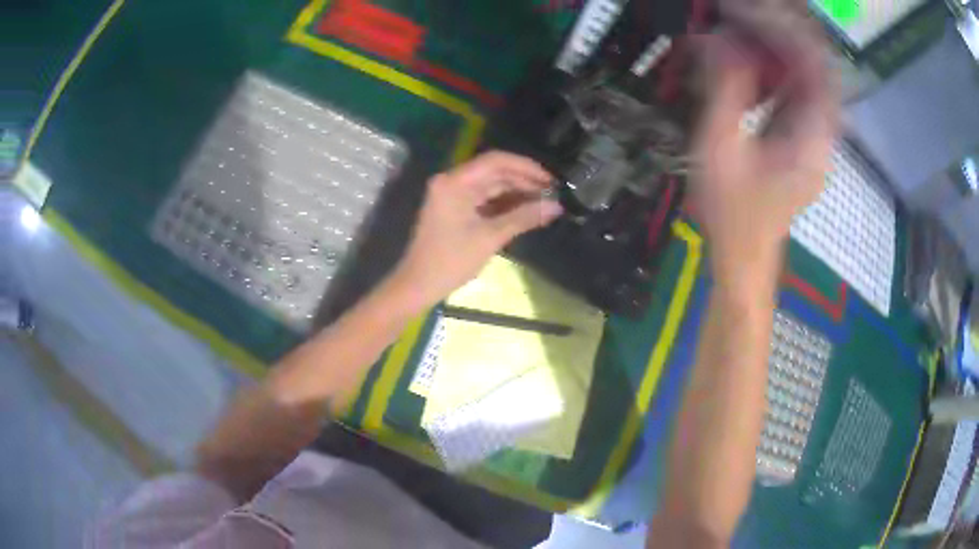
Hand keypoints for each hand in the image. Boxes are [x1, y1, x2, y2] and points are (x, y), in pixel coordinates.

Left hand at [387, 151, 562, 310]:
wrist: (418, 284)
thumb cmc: (451, 261)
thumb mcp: (490, 237)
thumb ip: (524, 217)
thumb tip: (556, 206)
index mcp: (455, 182)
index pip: (496, 161)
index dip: (526, 167)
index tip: (551, 180)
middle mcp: (453, 181)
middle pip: (494, 172)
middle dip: (524, 181)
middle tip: (553, 194)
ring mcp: (453, 194)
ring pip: (491, 186)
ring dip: (517, 193)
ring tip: (545, 203)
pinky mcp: (456, 208)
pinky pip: (484, 198)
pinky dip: (505, 204)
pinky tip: (526, 211)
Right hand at [693, 31, 838, 286]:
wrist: (743, 258)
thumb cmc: (732, 215)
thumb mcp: (721, 150)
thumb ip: (726, 90)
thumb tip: (721, 38)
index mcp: (812, 140)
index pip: (818, 70)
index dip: (789, 32)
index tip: (748, 12)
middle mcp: (821, 134)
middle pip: (815, 67)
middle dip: (781, 33)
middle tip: (741, 14)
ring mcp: (813, 136)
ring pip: (806, 77)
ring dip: (776, 48)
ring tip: (740, 28)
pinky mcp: (800, 139)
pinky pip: (794, 91)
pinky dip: (773, 68)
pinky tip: (747, 59)